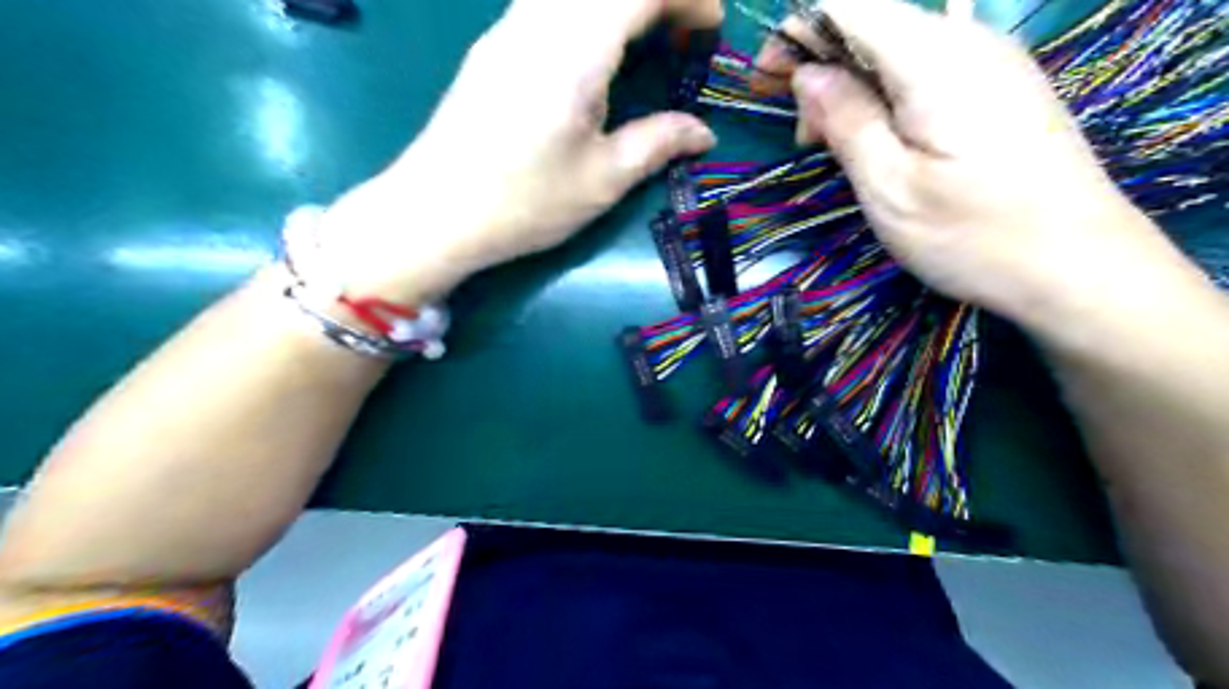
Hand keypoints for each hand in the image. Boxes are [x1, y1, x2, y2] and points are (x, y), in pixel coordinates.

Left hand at [313, 0, 721, 302]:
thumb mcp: (603, 180)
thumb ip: (657, 143)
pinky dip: (589, 15)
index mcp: (575, 50)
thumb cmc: (525, 201)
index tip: (710, 31)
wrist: (437, 212)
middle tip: (682, 38)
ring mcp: (509, 29)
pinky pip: (549, 5)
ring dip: (619, 6)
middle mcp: (539, 21)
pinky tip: (596, 57)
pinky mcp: (493, 47)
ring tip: (645, 45)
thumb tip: (702, 132)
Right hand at [759, 0, 1200, 331]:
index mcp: (935, 61)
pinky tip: (879, 141)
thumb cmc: (973, 235)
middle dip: (822, 66)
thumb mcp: (888, 187)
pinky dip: (886, 97)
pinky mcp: (1001, 90)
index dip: (798, 32)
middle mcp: (968, 43)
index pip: (850, 7)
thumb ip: (846, 120)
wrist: (1079, 267)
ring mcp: (991, 64)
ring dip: (852, 87)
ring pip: (898, 50)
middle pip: (874, 24)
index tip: (764, 80)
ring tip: (833, 146)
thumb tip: (808, 74)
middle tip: (804, 137)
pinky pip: (927, 71)